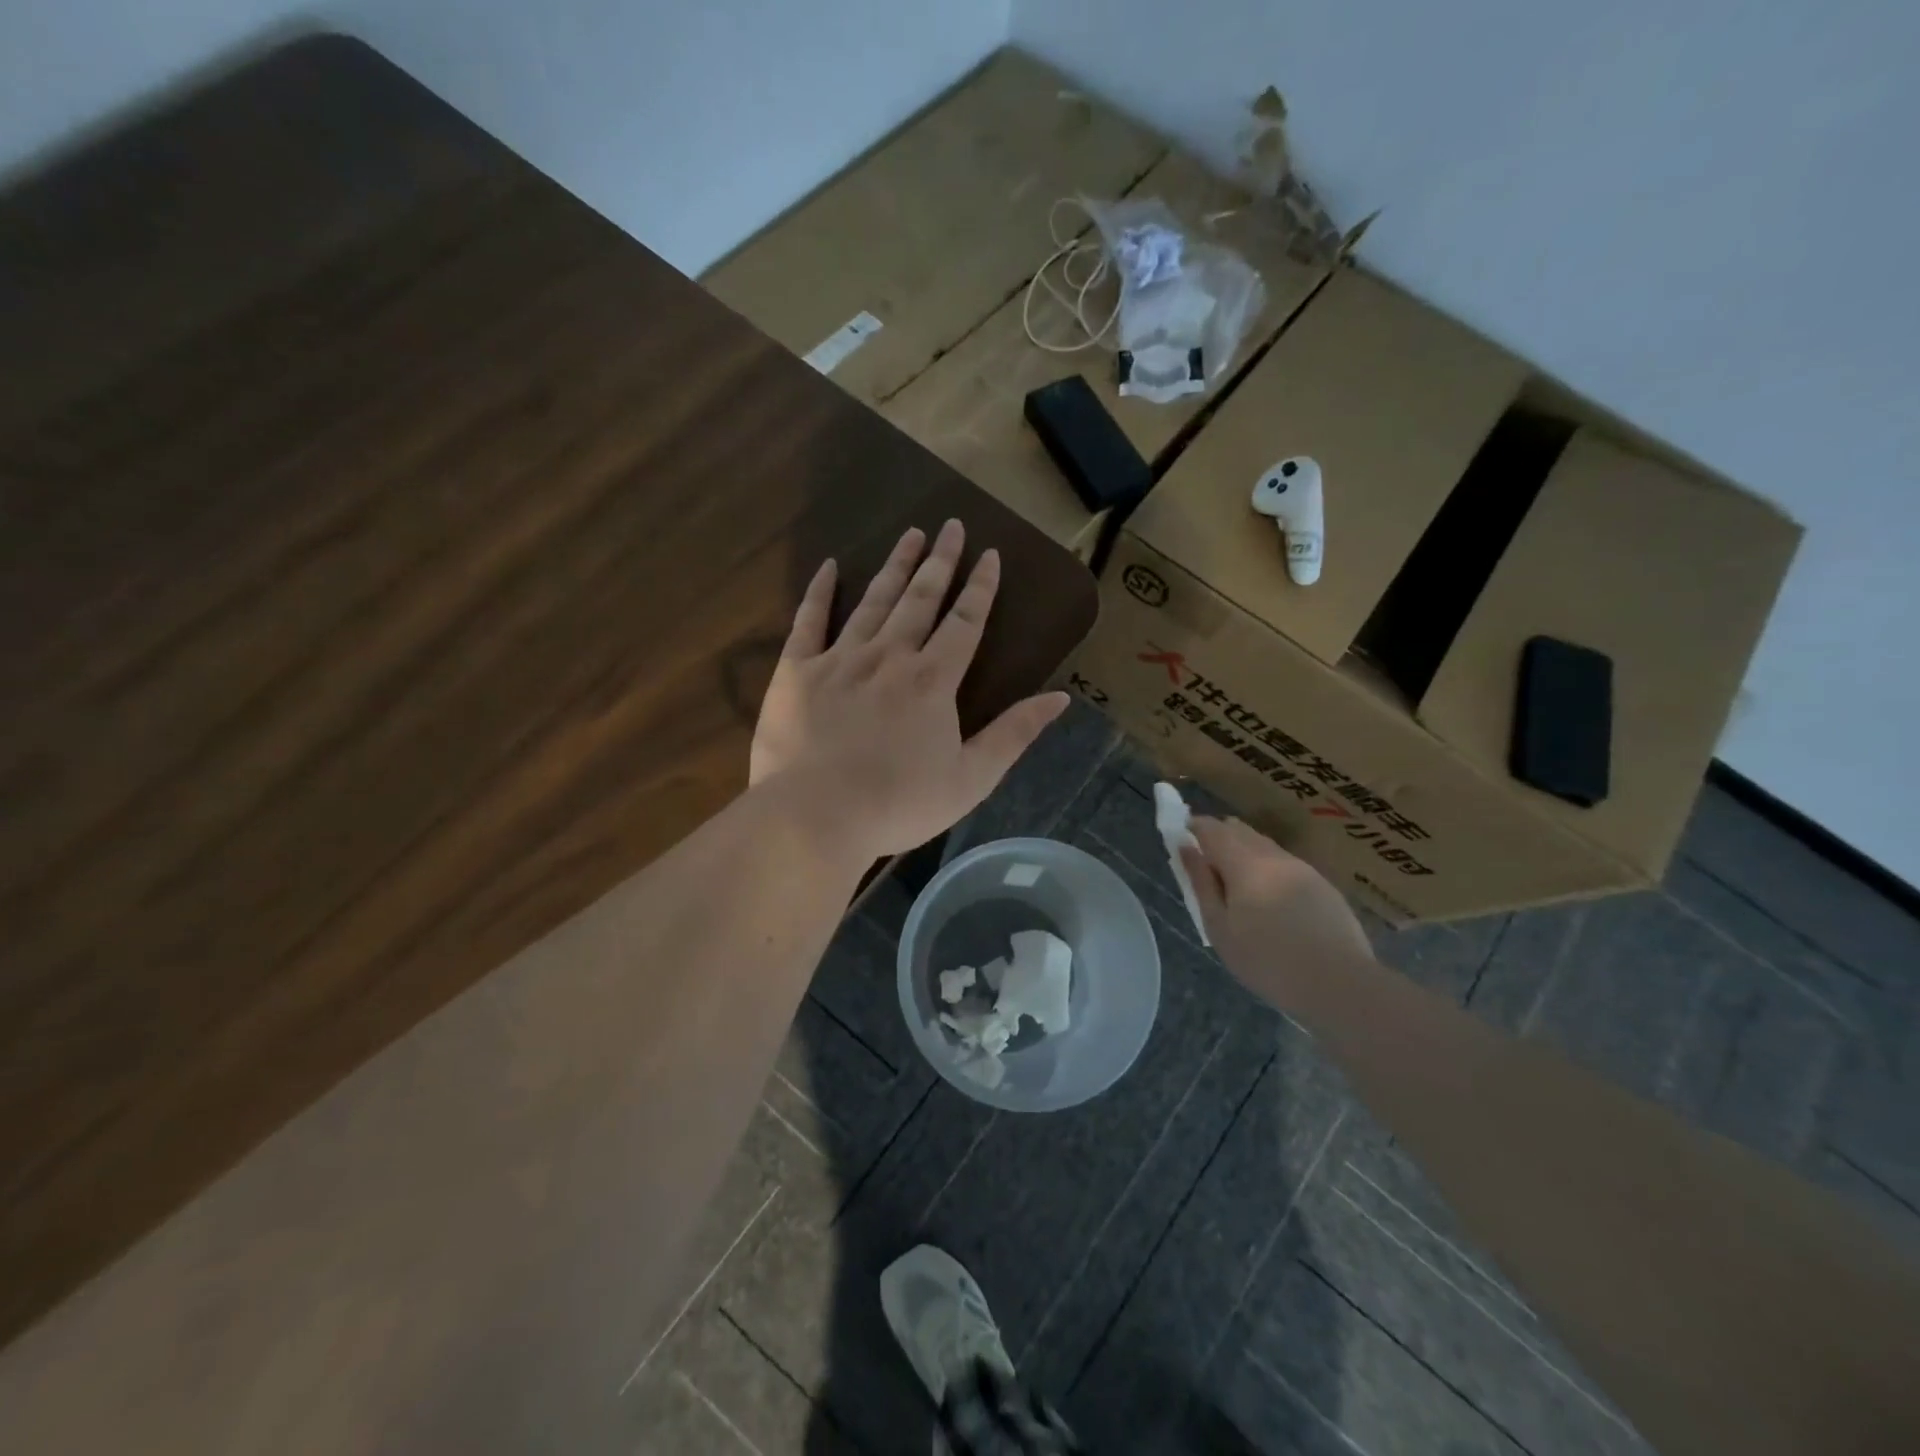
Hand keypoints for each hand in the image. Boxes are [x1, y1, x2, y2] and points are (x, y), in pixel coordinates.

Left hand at [751, 521, 1068, 861]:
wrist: (815, 817)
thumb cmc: (899, 804)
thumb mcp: (972, 778)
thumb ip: (1015, 734)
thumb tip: (1060, 698)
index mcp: (933, 680)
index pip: (964, 622)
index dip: (980, 587)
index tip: (989, 554)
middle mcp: (889, 656)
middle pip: (920, 599)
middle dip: (939, 561)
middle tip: (950, 526)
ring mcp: (840, 659)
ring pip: (873, 601)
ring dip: (894, 566)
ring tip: (910, 534)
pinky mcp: (796, 671)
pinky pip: (809, 621)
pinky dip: (820, 592)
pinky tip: (830, 566)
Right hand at [1180, 816, 1375, 1013]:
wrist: (1340, 986)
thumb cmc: (1267, 961)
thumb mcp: (1219, 928)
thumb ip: (1201, 883)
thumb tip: (1186, 847)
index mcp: (1245, 863)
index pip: (1212, 829)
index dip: (1193, 827)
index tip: (1182, 840)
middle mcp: (1275, 856)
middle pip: (1240, 831)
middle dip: (1219, 838)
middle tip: (1206, 867)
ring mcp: (1304, 869)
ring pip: (1265, 846)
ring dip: (1244, 853)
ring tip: (1236, 887)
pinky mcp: (1324, 886)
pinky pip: (1286, 865)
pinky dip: (1268, 870)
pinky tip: (1270, 902)